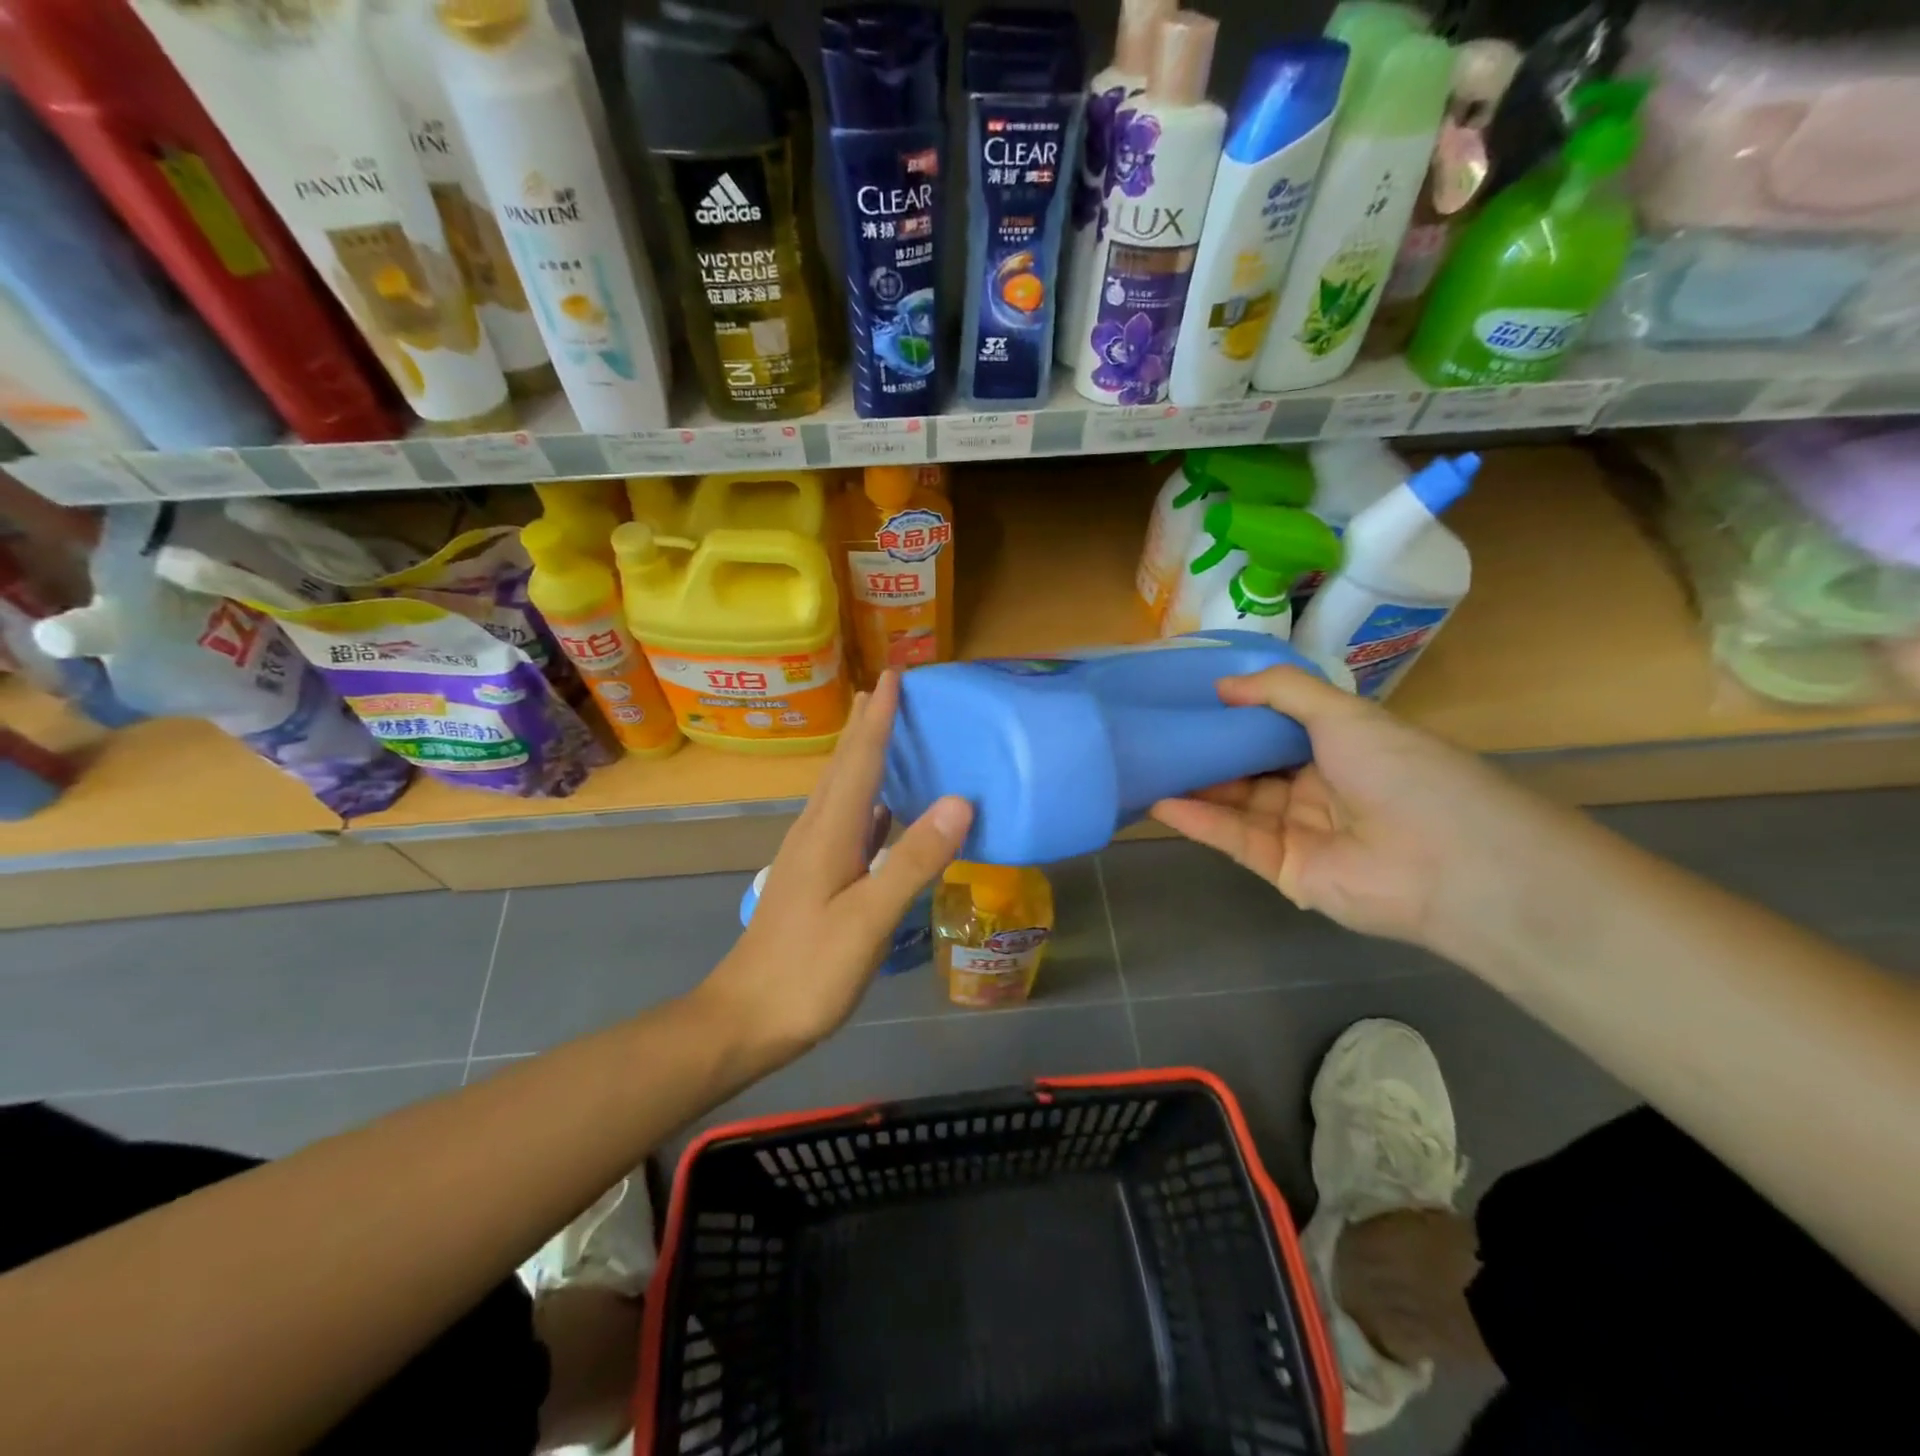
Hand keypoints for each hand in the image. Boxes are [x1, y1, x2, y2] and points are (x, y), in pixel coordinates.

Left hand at [701, 671, 972, 1053]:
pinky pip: (847, 822)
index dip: (878, 717)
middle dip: (866, 724)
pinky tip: (883, 808)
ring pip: (842, 791)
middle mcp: (816, 833)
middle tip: (889, 688)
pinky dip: (869, 801)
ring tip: (885, 731)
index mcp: (828, 833)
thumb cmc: (808, 971)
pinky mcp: (816, 879)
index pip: (858, 760)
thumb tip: (959, 802)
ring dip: (863, 756)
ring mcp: (812, 857)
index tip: (894, 674)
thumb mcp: (867, 919)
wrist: (746, 1020)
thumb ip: (912, 860)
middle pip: (844, 766)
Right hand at [1149, 666, 1547, 950]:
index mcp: (1337, 748)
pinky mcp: (1284, 870)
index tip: (1186, 699)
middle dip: (1205, 751)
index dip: (1232, 715)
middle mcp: (1315, 788)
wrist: (1450, 861)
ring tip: (1145, 765)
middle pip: (1248, 767)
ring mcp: (1298, 831)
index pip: (1273, 730)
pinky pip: (1236, 839)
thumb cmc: (1401, 771)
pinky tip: (1161, 802)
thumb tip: (1221, 684)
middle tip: (1154, 733)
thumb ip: (1281, 692)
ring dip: (1194, 786)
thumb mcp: (1343, 713)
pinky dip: (1200, 821)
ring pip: (1235, 803)